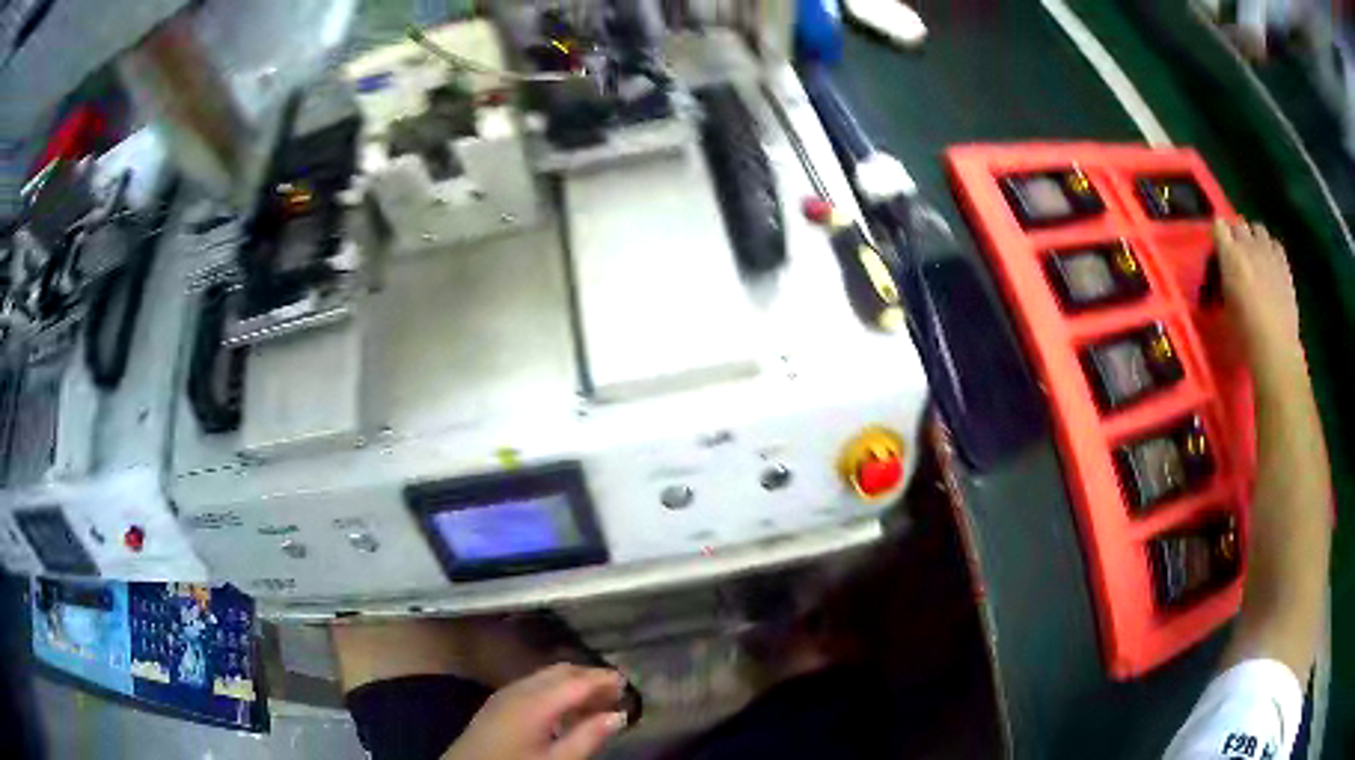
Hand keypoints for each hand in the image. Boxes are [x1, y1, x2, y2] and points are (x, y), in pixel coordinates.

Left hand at [443, 664, 627, 759]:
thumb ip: (588, 737)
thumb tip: (618, 714)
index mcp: (535, 702)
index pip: (577, 680)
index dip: (605, 679)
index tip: (629, 683)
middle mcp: (519, 689)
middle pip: (561, 672)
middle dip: (590, 677)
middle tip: (616, 693)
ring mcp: (505, 694)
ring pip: (546, 677)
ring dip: (572, 684)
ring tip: (596, 703)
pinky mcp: (497, 704)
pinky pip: (532, 685)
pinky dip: (555, 690)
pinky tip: (565, 710)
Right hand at [1213, 219, 1304, 379]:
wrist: (1276, 348)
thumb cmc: (1246, 335)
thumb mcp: (1225, 310)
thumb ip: (1223, 283)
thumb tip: (1224, 279)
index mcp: (1230, 255)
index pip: (1219, 225)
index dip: (1219, 237)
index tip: (1219, 253)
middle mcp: (1249, 245)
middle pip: (1239, 224)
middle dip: (1236, 236)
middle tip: (1237, 257)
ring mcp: (1269, 252)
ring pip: (1258, 229)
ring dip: (1254, 239)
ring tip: (1255, 258)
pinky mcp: (1284, 264)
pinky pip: (1275, 244)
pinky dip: (1271, 250)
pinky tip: (1271, 265)